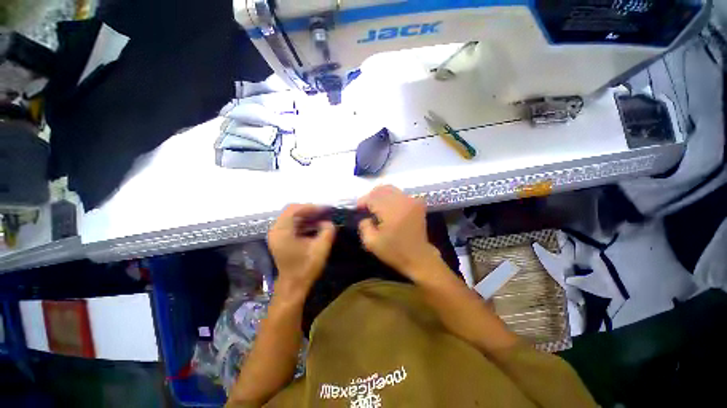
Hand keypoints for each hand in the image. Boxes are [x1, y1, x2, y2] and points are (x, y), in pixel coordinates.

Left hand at [268, 204, 335, 295]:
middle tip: (323, 213)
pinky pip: (290, 224)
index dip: (310, 207)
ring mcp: (276, 234)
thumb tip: (328, 222)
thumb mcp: (321, 248)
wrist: (293, 285)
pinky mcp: (279, 239)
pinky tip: (314, 226)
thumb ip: (327, 231)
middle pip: (291, 211)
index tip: (324, 210)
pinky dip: (302, 222)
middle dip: (309, 211)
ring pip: (291, 217)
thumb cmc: (306, 267)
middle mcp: (275, 230)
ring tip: (321, 218)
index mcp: (282, 232)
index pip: (293, 209)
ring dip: (306, 216)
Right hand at [357, 186, 441, 279]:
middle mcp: (403, 201)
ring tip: (376, 206)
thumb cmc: (394, 252)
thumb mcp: (371, 243)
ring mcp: (412, 200)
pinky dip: (390, 197)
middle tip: (366, 207)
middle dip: (371, 196)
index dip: (363, 201)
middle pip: (381, 189)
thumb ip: (364, 226)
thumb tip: (365, 216)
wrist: (419, 257)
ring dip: (380, 195)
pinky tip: (387, 207)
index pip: (372, 197)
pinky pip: (399, 193)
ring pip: (391, 189)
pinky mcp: (417, 202)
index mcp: (392, 211)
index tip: (358, 209)